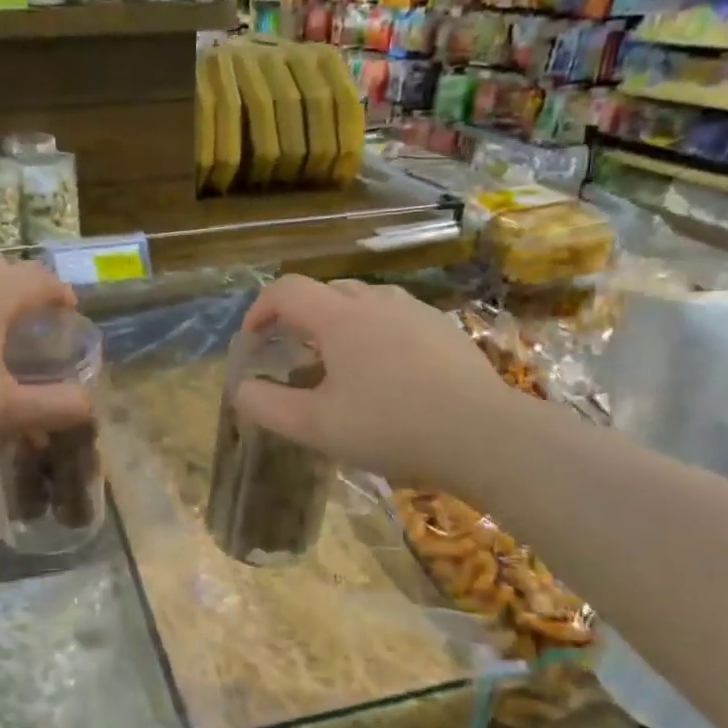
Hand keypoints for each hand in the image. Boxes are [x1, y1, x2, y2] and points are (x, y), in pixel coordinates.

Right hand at [233, 275, 526, 487]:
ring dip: (338, 324)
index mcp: (340, 318)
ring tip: (339, 365)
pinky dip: (374, 333)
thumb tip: (241, 389)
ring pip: (363, 302)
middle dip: (299, 318)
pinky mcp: (444, 329)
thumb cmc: (392, 427)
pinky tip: (386, 374)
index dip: (260, 309)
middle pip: (325, 292)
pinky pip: (395, 318)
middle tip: (293, 357)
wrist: (485, 436)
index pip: (286, 290)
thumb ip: (267, 406)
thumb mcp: (316, 427)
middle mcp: (377, 301)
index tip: (253, 340)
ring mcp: (416, 311)